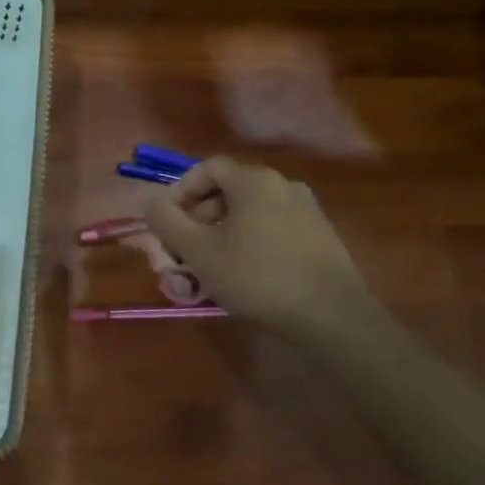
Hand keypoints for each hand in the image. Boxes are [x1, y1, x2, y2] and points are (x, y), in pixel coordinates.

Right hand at [143, 157, 370, 338]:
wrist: (331, 316)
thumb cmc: (256, 276)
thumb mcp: (198, 251)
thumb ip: (167, 221)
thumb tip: (152, 203)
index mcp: (254, 180)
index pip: (207, 168)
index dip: (180, 191)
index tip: (167, 222)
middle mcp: (283, 185)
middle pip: (229, 192)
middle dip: (199, 220)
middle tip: (185, 251)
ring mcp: (307, 210)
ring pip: (251, 214)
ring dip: (223, 235)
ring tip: (210, 269)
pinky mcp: (321, 237)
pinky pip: (274, 229)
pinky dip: (251, 244)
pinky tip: (246, 276)